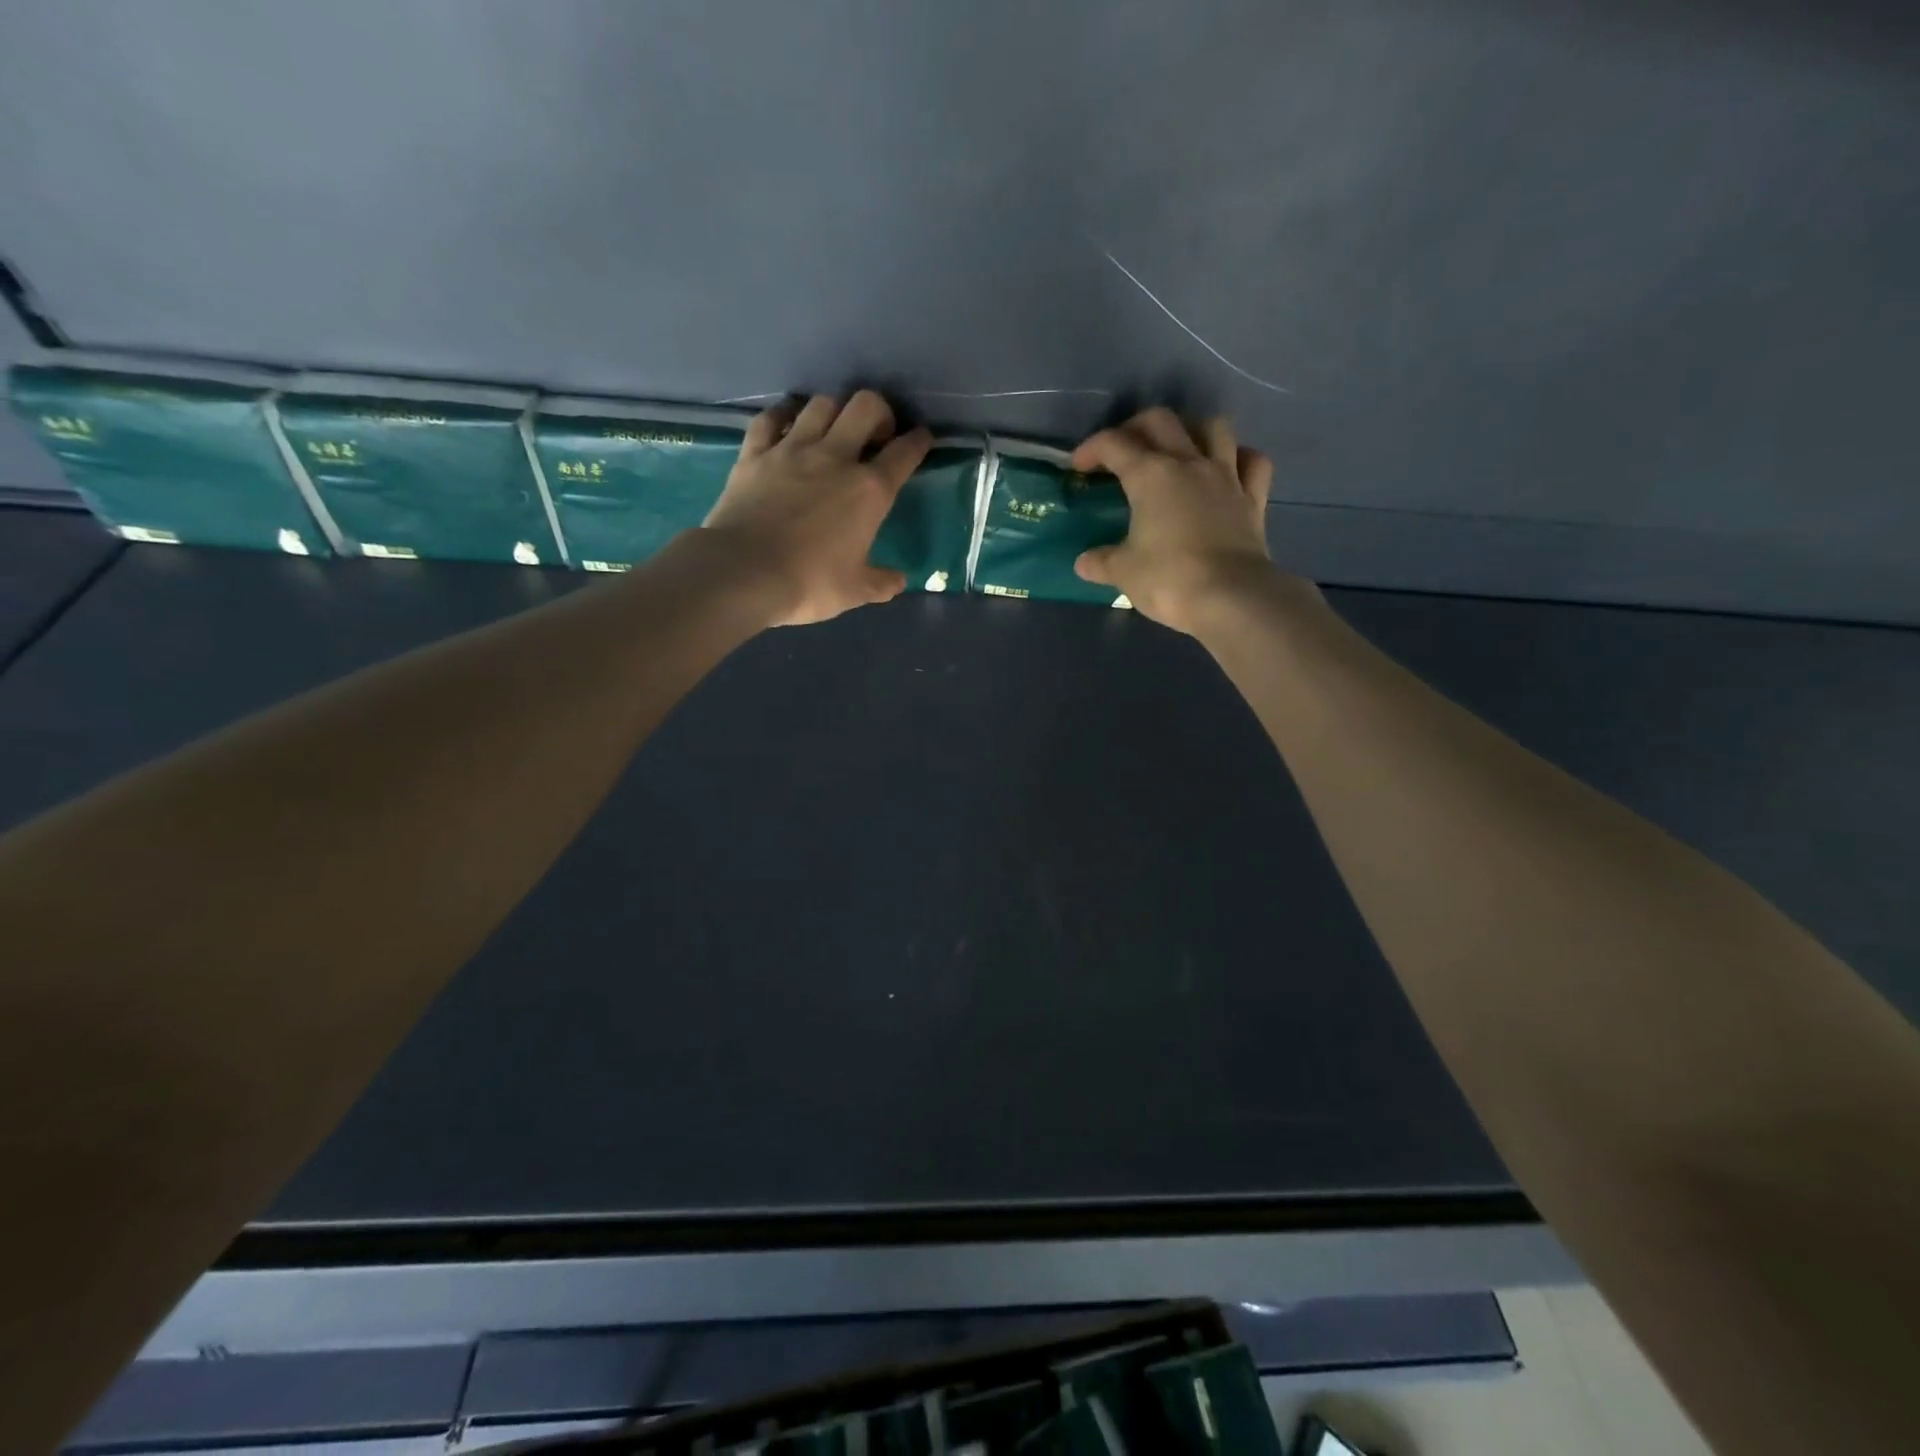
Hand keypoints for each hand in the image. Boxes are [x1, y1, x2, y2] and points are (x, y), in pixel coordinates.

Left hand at [702, 391, 931, 626]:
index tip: (922, 439)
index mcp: (870, 491)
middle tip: (876, 435)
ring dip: (834, 412)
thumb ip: (881, 583)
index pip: (905, 453)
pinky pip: (771, 418)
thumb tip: (898, 580)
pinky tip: (786, 425)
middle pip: (865, 406)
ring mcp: (792, 449)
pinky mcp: (754, 452)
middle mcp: (835, 457)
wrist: (742, 573)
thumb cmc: (808, 583)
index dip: (918, 442)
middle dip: (879, 412)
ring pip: (822, 404)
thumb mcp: (855, 591)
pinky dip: (782, 416)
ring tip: (832, 431)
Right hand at [1072, 408, 1308, 635]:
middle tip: (1123, 450)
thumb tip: (1084, 563)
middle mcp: (1189, 463)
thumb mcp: (1123, 572)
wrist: (1231, 598)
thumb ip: (1101, 562)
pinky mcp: (1253, 498)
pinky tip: (1227, 469)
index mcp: (1150, 476)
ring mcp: (1226, 477)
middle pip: (1162, 421)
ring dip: (1191, 431)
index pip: (1114, 444)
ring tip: (1178, 450)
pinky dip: (1238, 458)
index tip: (1079, 466)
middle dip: (1136, 427)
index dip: (1092, 449)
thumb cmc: (1169, 580)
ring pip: (1212, 428)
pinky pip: (1251, 462)